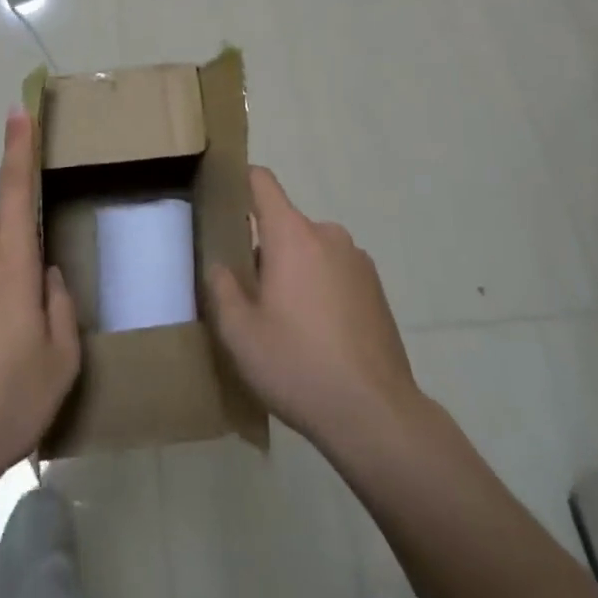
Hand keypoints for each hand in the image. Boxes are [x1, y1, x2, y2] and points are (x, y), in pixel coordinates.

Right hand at [207, 166, 421, 455]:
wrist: (376, 415)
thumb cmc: (298, 366)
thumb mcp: (240, 333)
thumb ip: (221, 288)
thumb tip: (220, 265)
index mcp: (292, 234)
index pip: (261, 182)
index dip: (239, 182)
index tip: (221, 201)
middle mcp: (327, 234)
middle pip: (284, 223)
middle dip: (263, 248)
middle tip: (249, 293)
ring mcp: (357, 260)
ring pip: (310, 250)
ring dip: (294, 271)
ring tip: (285, 322)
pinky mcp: (376, 289)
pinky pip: (335, 272)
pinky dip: (320, 289)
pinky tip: (317, 336)